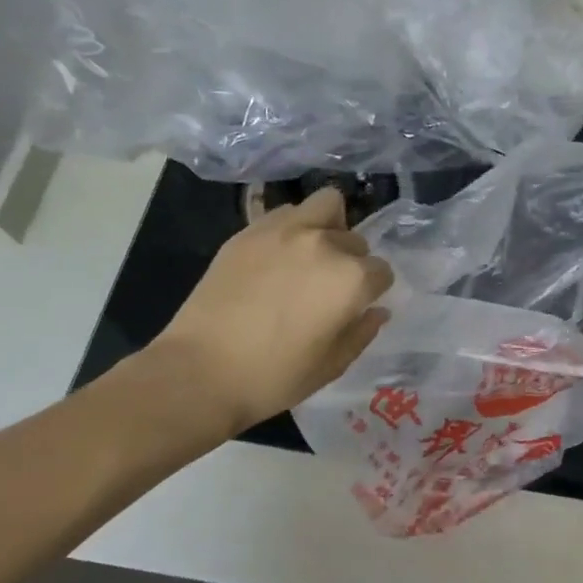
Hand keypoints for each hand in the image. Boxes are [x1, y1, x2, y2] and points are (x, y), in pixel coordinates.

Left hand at [144, 188, 393, 441]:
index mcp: (351, 279)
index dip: (373, 292)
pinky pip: (286, 213)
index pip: (382, 271)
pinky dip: (293, 227)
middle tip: (329, 286)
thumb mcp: (333, 365)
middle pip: (356, 240)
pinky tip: (278, 256)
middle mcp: (324, 244)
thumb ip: (362, 332)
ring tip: (311, 255)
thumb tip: (377, 311)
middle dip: (352, 261)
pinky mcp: (249, 231)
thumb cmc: (275, 377)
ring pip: (326, 206)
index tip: (356, 307)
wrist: (200, 371)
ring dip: (328, 227)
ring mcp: (284, 231)